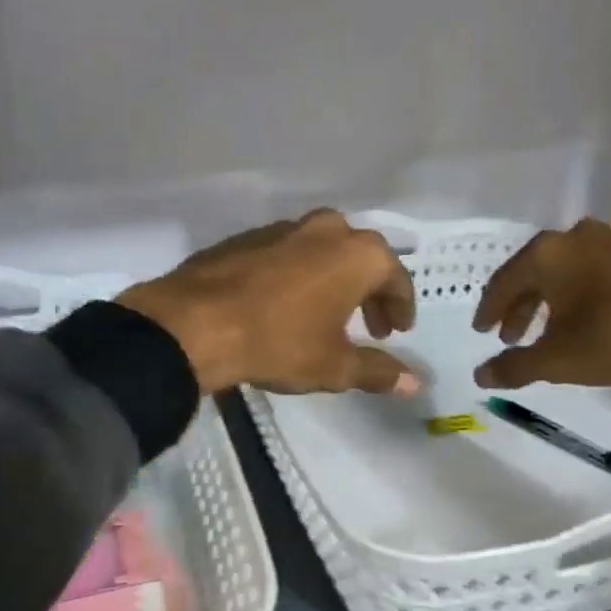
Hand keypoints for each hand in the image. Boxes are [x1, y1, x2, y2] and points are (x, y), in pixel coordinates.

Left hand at [119, 210, 420, 396]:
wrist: (194, 323)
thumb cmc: (278, 342)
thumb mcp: (334, 366)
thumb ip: (378, 371)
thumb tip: (415, 383)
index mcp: (356, 253)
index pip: (395, 277)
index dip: (401, 307)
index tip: (398, 332)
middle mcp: (325, 229)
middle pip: (361, 257)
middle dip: (370, 291)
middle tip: (369, 326)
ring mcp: (282, 228)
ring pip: (323, 250)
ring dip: (333, 279)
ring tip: (328, 315)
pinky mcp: (246, 237)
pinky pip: (288, 253)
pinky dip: (298, 274)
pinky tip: (285, 304)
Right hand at [470, 218, 610, 419]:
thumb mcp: (559, 360)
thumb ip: (514, 367)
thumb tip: (479, 376)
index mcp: (546, 254)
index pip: (502, 283)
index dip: (488, 311)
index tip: (481, 332)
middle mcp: (573, 237)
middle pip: (533, 273)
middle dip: (519, 308)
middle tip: (511, 337)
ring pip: (564, 272)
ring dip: (549, 302)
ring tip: (547, 332)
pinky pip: (592, 272)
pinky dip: (578, 295)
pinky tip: (586, 320)